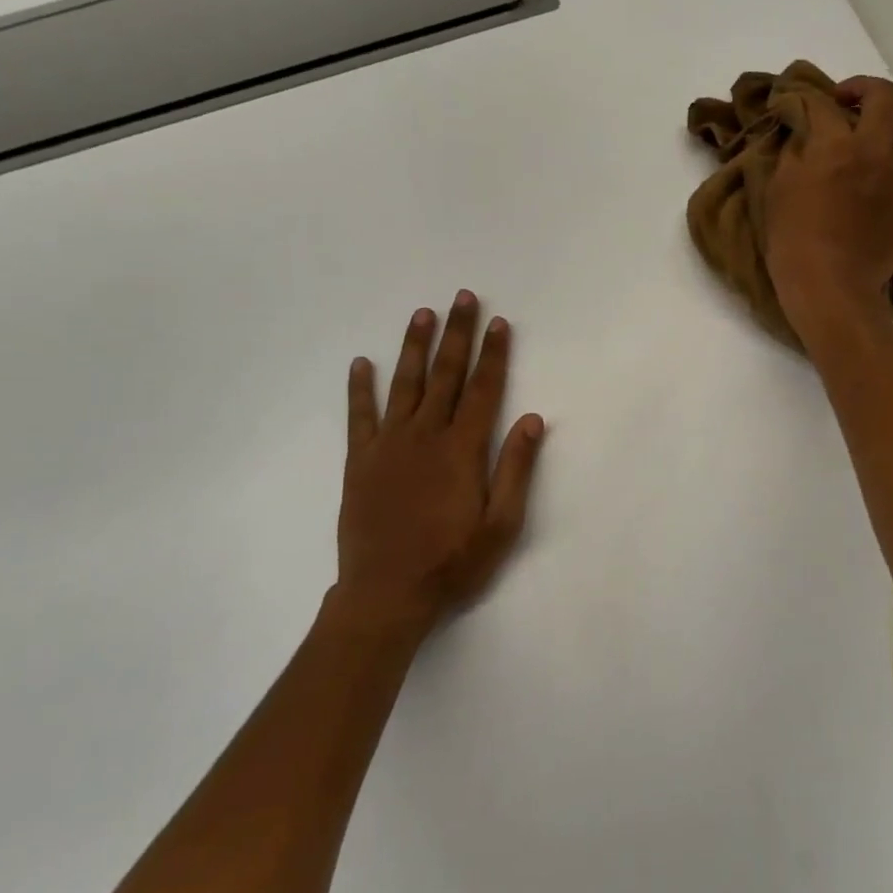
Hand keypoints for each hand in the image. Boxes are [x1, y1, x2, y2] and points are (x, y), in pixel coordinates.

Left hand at [334, 292, 545, 636]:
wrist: (387, 594)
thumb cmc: (452, 562)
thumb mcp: (501, 524)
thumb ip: (515, 469)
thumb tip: (532, 419)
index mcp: (462, 449)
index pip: (484, 389)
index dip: (494, 354)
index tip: (500, 323)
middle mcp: (425, 436)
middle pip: (446, 374)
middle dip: (457, 334)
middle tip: (462, 298)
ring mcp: (389, 445)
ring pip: (404, 384)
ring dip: (414, 347)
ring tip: (422, 314)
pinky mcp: (360, 461)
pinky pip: (359, 415)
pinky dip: (360, 388)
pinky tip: (361, 362)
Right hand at [764, 75, 892, 340]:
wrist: (831, 286)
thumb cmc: (793, 242)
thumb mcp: (776, 193)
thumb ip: (791, 156)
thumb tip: (802, 136)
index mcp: (834, 145)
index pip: (822, 104)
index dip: (807, 100)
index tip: (797, 107)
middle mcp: (874, 149)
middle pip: (884, 95)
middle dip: (863, 91)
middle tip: (846, 106)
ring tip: (881, 144)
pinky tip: (892, 181)